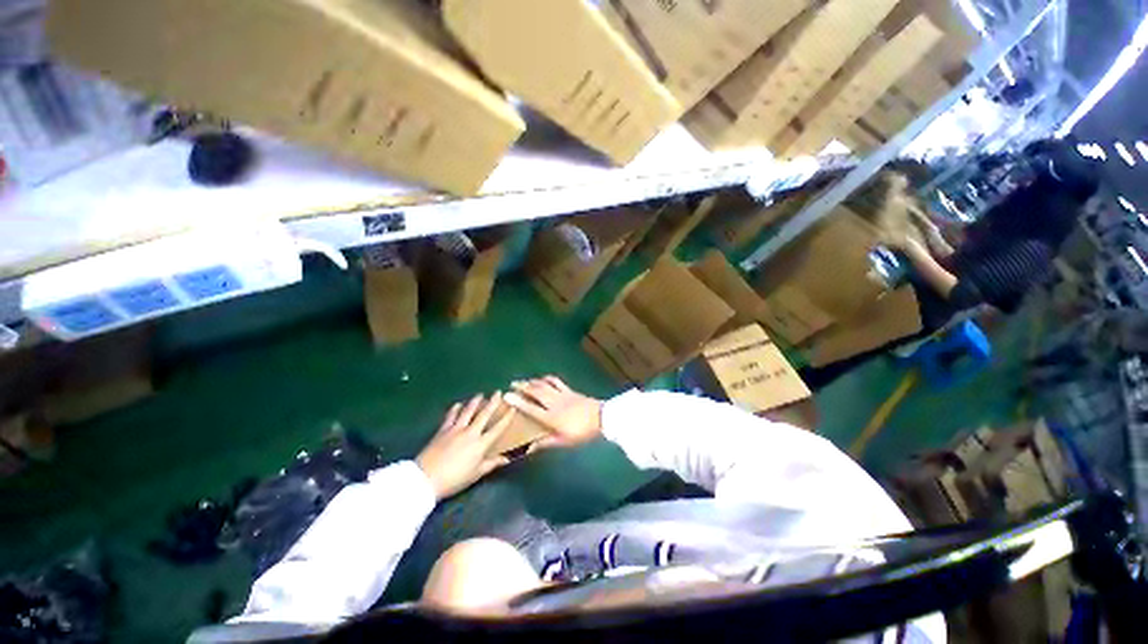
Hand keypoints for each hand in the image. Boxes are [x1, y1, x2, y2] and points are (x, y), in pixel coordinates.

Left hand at [416, 393, 515, 500]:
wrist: (426, 479)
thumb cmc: (454, 479)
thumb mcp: (476, 474)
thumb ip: (492, 464)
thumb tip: (506, 459)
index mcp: (481, 444)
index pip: (497, 428)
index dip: (506, 418)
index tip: (512, 408)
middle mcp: (470, 433)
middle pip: (484, 414)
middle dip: (493, 402)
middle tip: (498, 392)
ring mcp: (455, 430)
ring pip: (468, 411)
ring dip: (475, 402)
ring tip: (480, 395)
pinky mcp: (442, 430)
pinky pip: (450, 416)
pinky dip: (455, 409)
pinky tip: (457, 405)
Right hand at [504, 376, 602, 449]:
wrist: (601, 418)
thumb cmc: (581, 432)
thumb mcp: (563, 441)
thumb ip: (546, 442)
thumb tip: (530, 448)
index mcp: (551, 417)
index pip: (530, 408)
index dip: (518, 402)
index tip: (506, 396)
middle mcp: (553, 403)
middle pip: (536, 392)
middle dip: (523, 386)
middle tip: (512, 383)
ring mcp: (562, 394)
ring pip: (544, 385)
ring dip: (533, 381)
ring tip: (524, 380)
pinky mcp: (569, 390)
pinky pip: (556, 381)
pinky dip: (547, 378)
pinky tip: (543, 378)